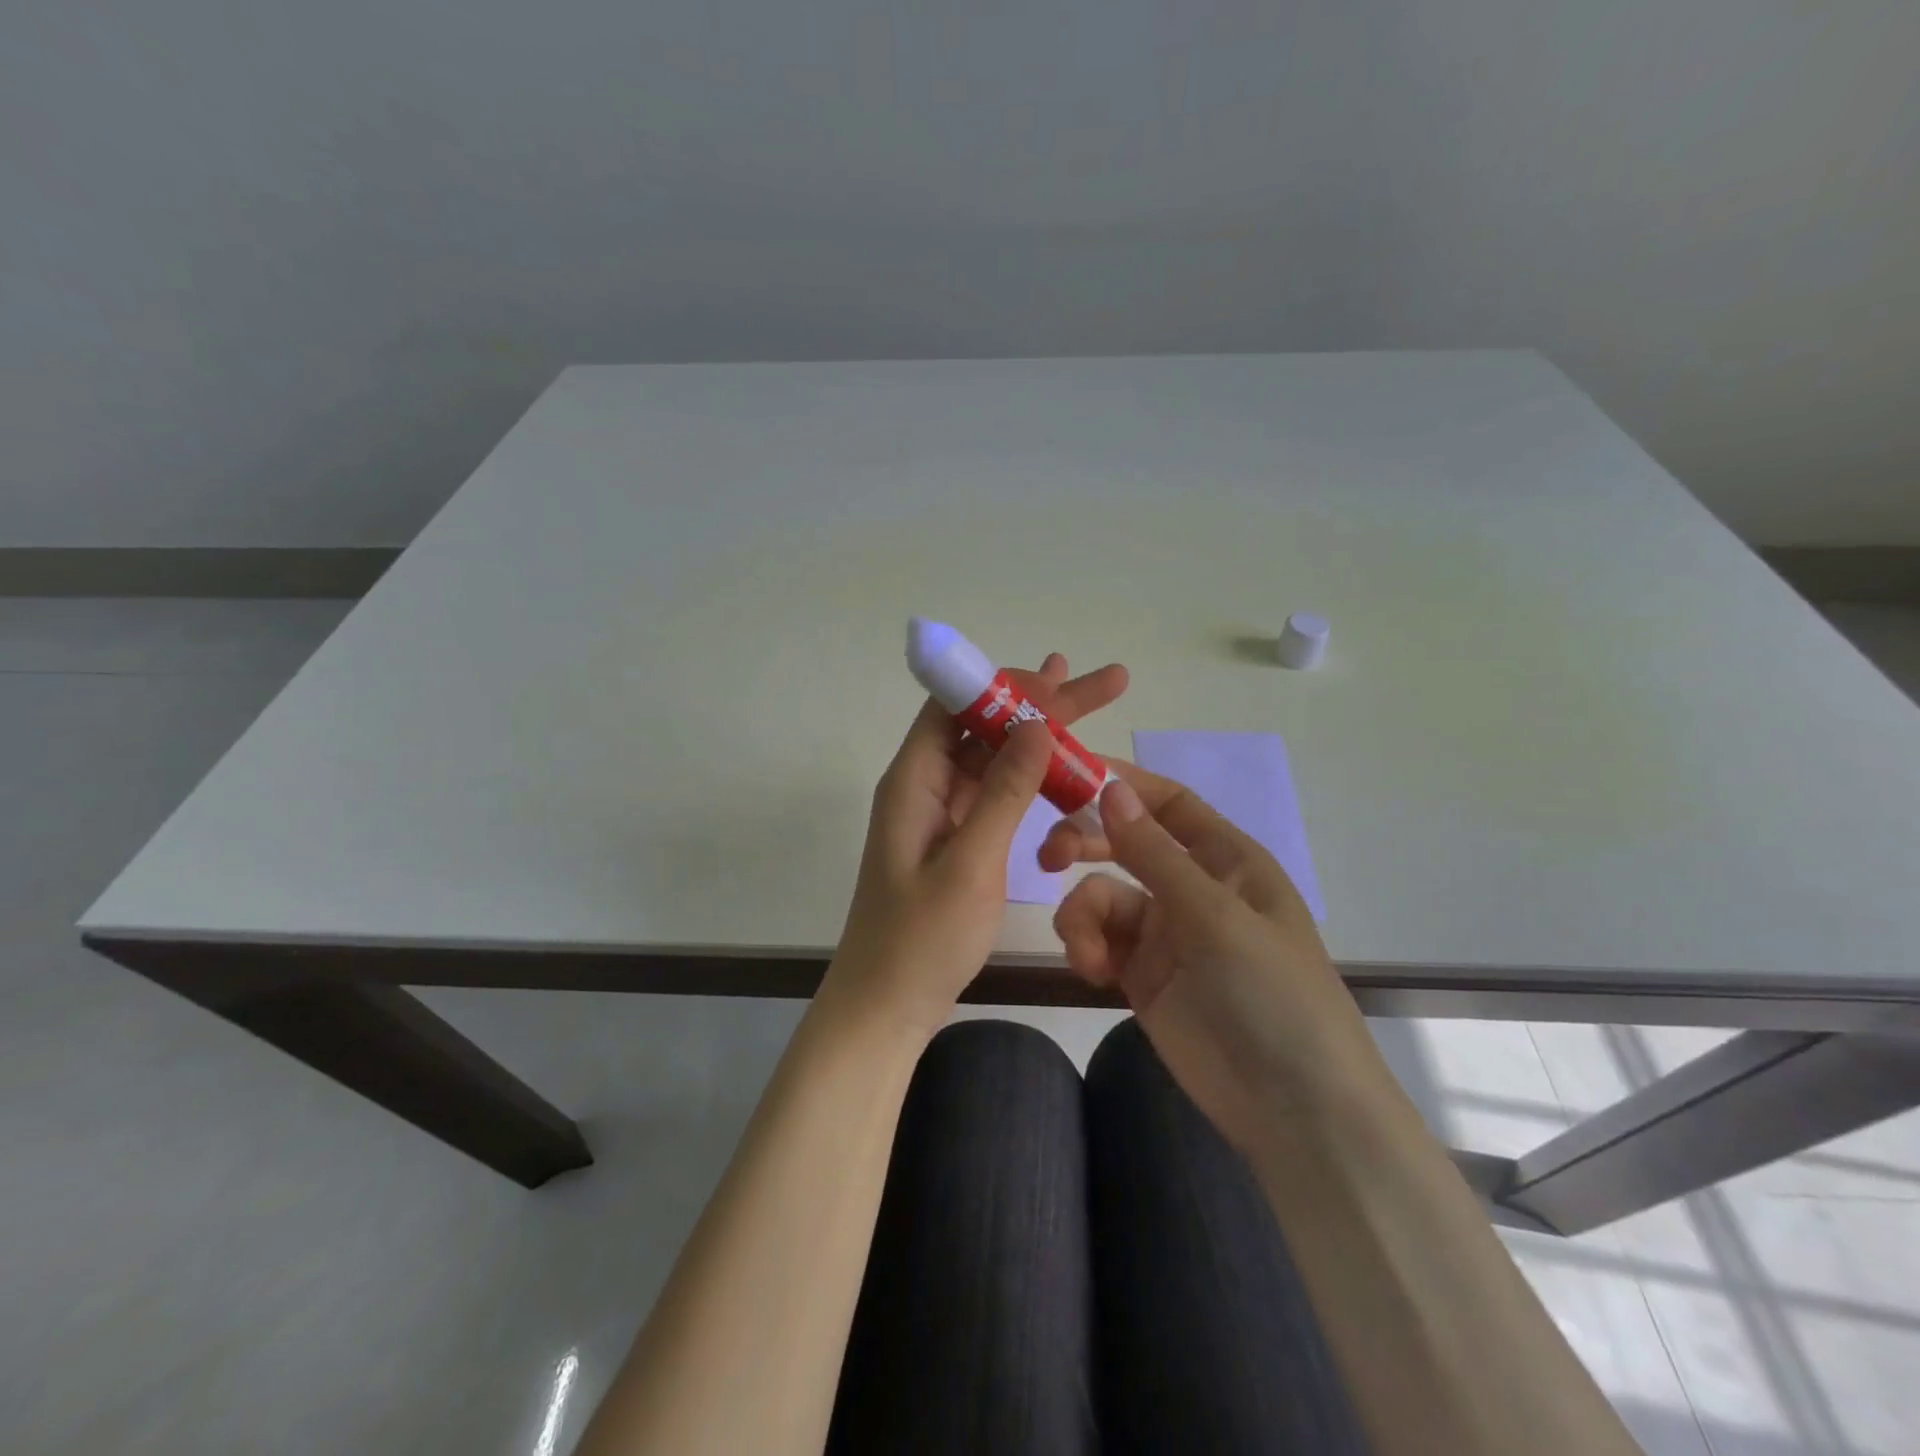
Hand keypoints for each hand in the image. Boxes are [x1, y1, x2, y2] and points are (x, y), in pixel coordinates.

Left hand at [820, 654, 1128, 1038]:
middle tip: (1103, 681)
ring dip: (1039, 736)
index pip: (956, 705)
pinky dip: (1029, 778)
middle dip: (1041, 702)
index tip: (1058, 677)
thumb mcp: (970, 863)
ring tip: (1090, 707)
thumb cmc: (921, 940)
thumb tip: (1038, 725)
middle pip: (983, 725)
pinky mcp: (955, 838)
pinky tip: (1064, 769)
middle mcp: (924, 784)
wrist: (885, 1006)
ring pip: (993, 757)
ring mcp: (940, 812)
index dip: (1005, 684)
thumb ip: (1004, 792)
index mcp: (914, 779)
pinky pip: (994, 793)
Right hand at [1051, 770, 1385, 1147]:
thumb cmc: (1270, 996)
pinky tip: (1093, 972)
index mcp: (1226, 859)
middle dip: (1085, 844)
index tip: (1065, 776)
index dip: (1120, 784)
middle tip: (1049, 857)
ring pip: (1101, 895)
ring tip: (1087, 953)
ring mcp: (1165, 932)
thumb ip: (1154, 854)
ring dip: (1083, 915)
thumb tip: (1110, 788)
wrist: (1295, 1112)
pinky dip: (1087, 948)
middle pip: (1125, 843)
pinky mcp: (1141, 974)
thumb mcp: (1214, 917)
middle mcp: (1192, 886)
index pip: (1167, 803)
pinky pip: (1099, 940)